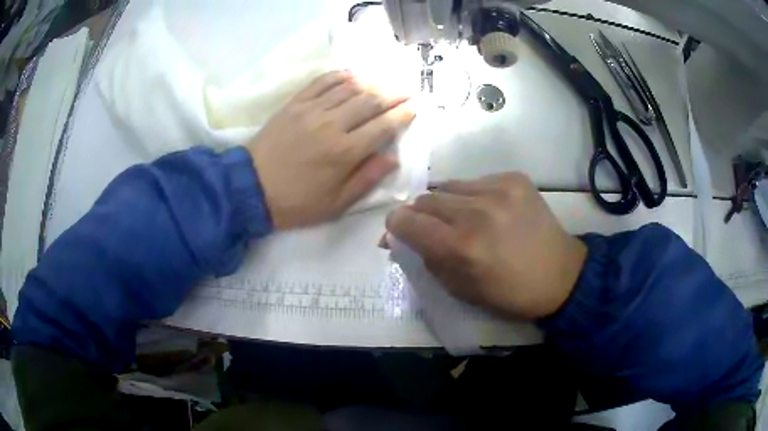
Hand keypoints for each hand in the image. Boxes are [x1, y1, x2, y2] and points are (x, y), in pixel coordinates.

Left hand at [248, 71, 414, 229]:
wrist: (250, 188)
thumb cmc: (296, 202)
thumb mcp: (335, 204)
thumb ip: (366, 179)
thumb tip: (393, 158)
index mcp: (345, 152)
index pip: (383, 126)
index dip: (402, 114)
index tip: (414, 107)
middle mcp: (332, 124)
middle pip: (370, 101)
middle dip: (393, 94)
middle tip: (407, 91)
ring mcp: (311, 110)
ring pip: (349, 88)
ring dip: (371, 83)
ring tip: (384, 83)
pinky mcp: (294, 104)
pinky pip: (321, 82)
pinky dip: (339, 75)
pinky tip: (351, 75)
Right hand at [385, 173, 586, 319]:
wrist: (560, 275)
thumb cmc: (508, 293)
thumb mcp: (459, 290)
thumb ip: (425, 259)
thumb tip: (398, 237)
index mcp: (460, 247)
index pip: (405, 220)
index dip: (396, 225)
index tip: (403, 232)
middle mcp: (475, 212)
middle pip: (424, 199)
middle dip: (422, 216)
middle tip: (438, 231)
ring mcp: (498, 190)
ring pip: (448, 187)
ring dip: (448, 205)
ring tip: (466, 220)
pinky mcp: (515, 178)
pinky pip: (476, 182)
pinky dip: (474, 196)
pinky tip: (491, 211)